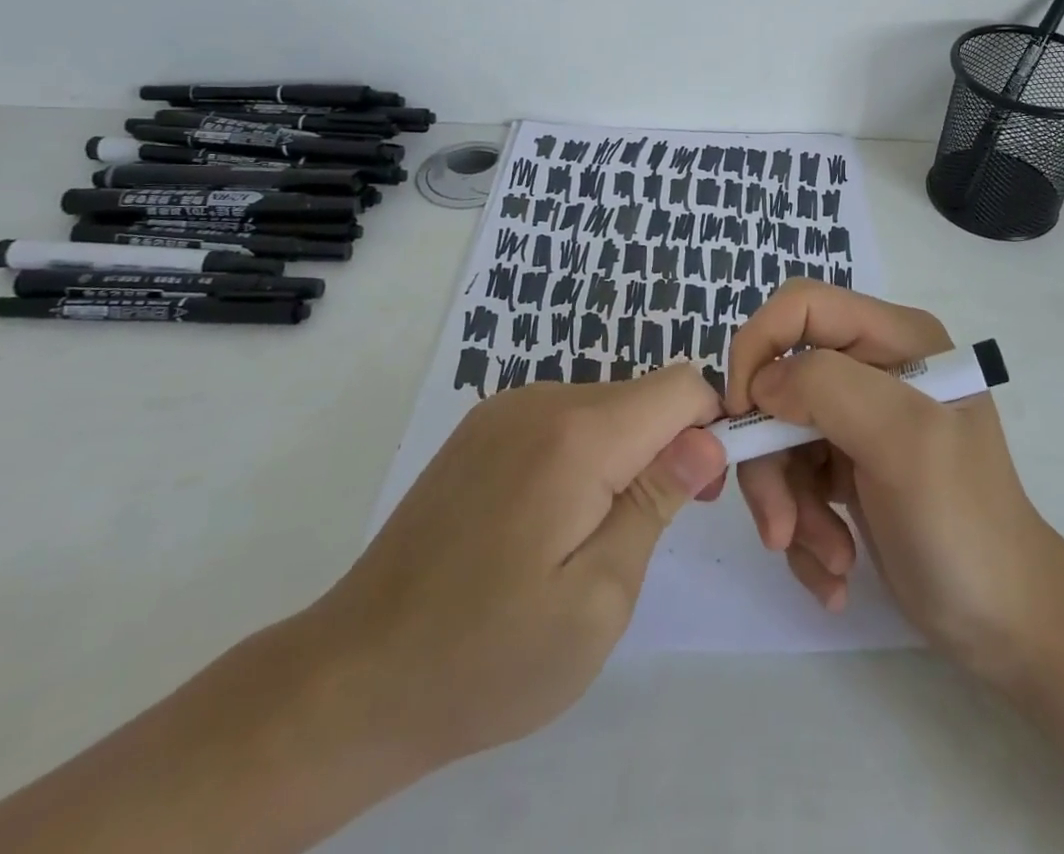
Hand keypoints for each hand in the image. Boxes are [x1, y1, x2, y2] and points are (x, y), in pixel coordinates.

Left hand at [308, 361, 726, 768]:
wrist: (353, 678)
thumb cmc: (489, 656)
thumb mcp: (599, 598)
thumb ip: (657, 502)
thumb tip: (708, 437)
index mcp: (577, 434)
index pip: (681, 385)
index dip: (710, 426)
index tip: (703, 491)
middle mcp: (541, 399)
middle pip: (642, 396)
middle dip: (668, 446)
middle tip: (648, 532)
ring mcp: (504, 409)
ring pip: (605, 407)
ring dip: (624, 454)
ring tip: (593, 537)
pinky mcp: (481, 429)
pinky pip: (563, 419)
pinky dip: (583, 455)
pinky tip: (548, 522)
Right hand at [725, 281, 1063, 675]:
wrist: (1005, 622)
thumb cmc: (964, 523)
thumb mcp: (905, 442)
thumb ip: (829, 389)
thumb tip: (763, 385)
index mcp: (896, 339)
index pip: (802, 306)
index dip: (760, 346)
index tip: (744, 415)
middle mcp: (873, 369)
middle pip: (780, 383)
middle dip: (772, 459)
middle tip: (781, 526)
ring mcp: (858, 420)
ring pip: (778, 438)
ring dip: (789, 506)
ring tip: (830, 559)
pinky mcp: (846, 466)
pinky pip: (793, 480)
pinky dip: (802, 528)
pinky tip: (835, 570)